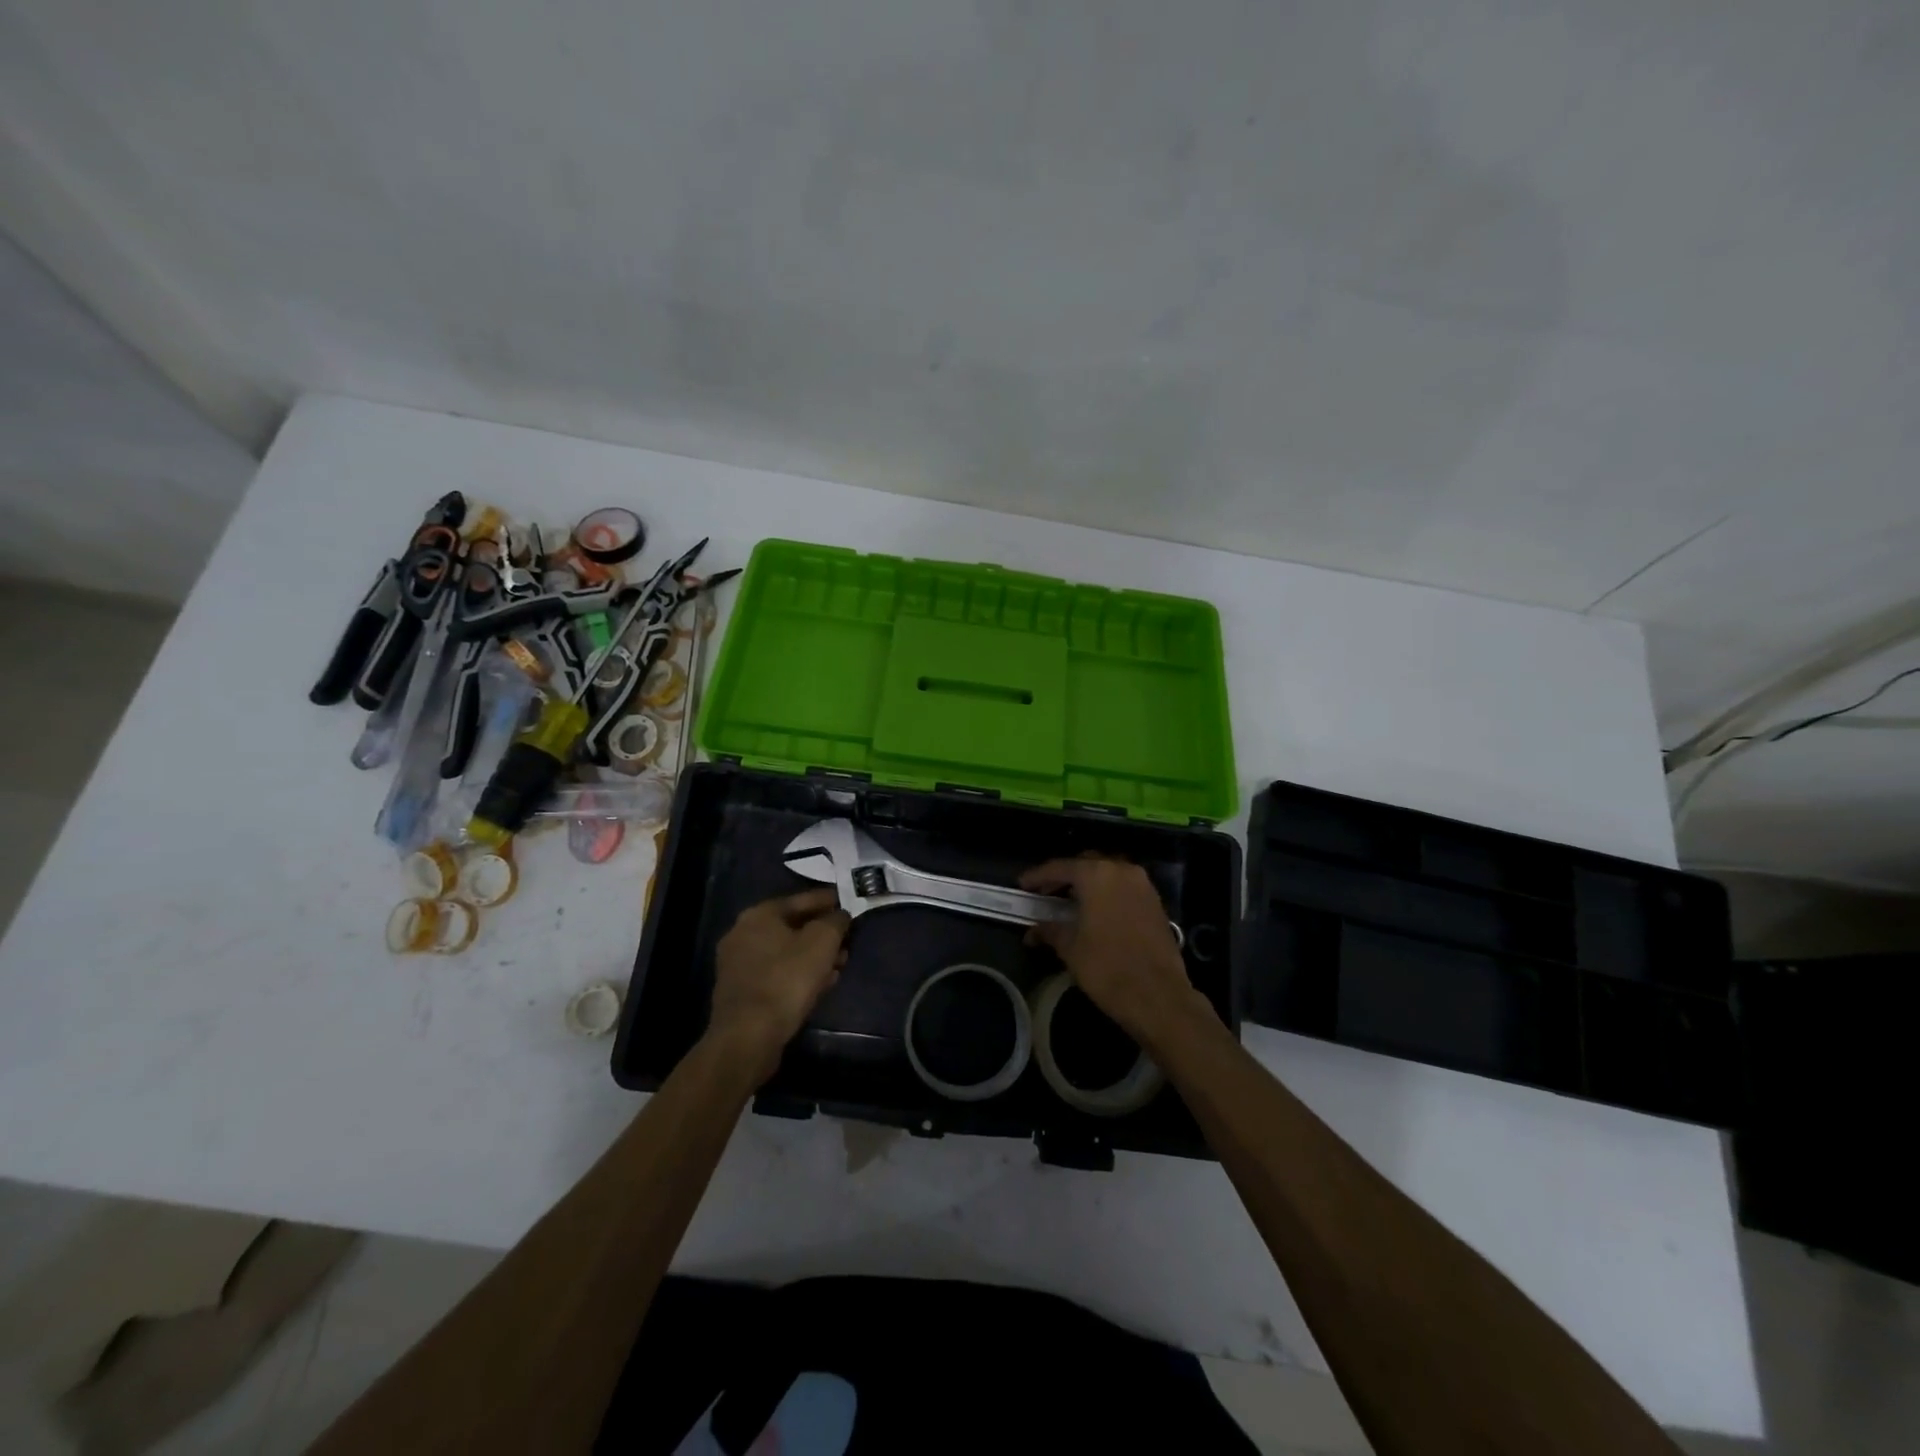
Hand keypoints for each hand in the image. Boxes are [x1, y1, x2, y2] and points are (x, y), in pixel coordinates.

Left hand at [705, 888, 849, 1085]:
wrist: (748, 1036)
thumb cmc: (787, 979)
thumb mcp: (822, 942)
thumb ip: (835, 921)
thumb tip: (840, 915)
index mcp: (759, 914)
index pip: (801, 899)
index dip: (828, 900)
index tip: (847, 902)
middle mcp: (742, 933)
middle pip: (792, 926)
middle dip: (822, 932)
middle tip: (846, 939)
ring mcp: (738, 964)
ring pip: (785, 952)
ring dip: (813, 956)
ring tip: (840, 964)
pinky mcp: (741, 992)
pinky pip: (777, 973)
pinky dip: (798, 973)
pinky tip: (821, 983)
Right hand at [1020, 854, 1205, 1045]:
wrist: (1158, 996)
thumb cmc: (1107, 968)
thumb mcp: (1070, 948)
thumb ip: (1050, 930)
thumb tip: (1033, 931)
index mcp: (1096, 875)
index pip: (1059, 867)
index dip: (1038, 876)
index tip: (1022, 885)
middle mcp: (1121, 870)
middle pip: (1086, 864)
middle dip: (1065, 876)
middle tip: (1046, 893)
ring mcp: (1142, 885)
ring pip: (1108, 874)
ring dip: (1088, 884)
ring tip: (1070, 903)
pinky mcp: (1155, 902)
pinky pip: (1124, 888)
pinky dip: (1107, 893)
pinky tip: (1096, 913)